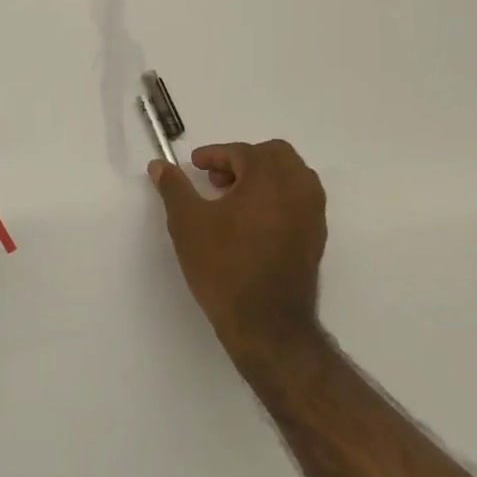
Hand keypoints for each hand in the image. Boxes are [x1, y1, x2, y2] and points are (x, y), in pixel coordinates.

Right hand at [148, 140, 327, 375]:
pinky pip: (299, 200)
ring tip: (232, 201)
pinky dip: (276, 197)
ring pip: (292, 176)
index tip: (195, 166)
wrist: (265, 323)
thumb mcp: (187, 223)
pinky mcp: (315, 238)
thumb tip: (160, 165)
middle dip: (243, 160)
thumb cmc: (223, 266)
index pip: (242, 152)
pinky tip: (250, 223)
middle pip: (275, 155)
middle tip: (216, 180)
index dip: (214, 155)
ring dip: (262, 177)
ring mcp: (312, 215)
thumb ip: (174, 188)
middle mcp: (298, 190)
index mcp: (269, 179)